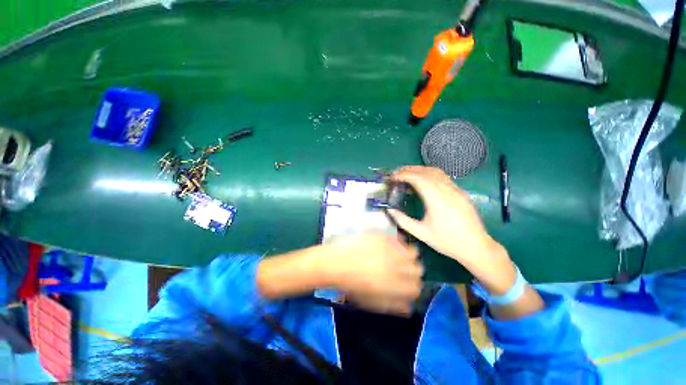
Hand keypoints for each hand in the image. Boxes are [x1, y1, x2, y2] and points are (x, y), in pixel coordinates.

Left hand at [323, 234, 422, 315]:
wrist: (336, 263)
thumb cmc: (352, 285)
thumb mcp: (372, 302)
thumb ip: (393, 305)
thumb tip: (409, 307)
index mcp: (396, 287)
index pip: (417, 288)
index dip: (413, 286)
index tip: (406, 283)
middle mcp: (399, 267)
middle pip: (418, 269)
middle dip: (412, 271)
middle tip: (401, 269)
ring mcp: (392, 250)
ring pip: (413, 252)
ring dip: (408, 255)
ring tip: (397, 255)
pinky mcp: (384, 237)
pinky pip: (400, 238)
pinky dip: (399, 242)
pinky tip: (390, 245)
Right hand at [387, 166, 515, 293]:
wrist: (476, 247)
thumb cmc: (447, 241)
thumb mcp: (421, 233)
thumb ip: (403, 220)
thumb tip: (389, 210)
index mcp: (437, 200)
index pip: (419, 179)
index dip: (404, 175)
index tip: (393, 177)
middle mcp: (447, 190)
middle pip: (427, 172)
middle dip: (410, 170)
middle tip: (397, 174)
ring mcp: (456, 190)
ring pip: (436, 172)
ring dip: (420, 170)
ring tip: (408, 174)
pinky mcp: (460, 192)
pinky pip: (443, 177)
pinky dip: (430, 174)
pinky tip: (424, 181)